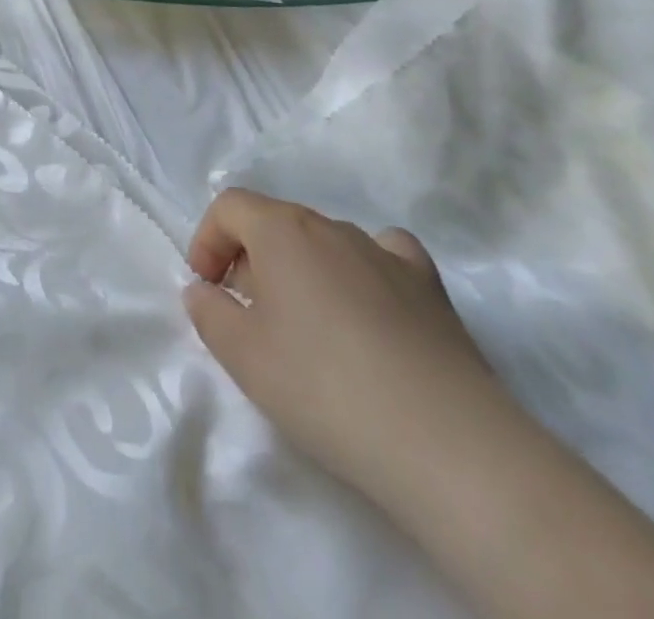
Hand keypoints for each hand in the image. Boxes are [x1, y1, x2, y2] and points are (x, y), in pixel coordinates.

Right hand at [182, 188, 509, 506]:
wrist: (449, 445)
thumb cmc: (325, 387)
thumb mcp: (242, 356)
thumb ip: (208, 312)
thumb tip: (205, 291)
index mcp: (282, 229)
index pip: (229, 206)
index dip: (207, 240)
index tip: (206, 288)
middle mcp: (333, 226)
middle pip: (276, 222)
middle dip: (250, 258)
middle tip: (247, 314)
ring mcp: (387, 254)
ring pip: (325, 242)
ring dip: (302, 269)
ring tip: (306, 326)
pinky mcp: (431, 289)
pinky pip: (384, 257)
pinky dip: (363, 271)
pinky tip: (367, 307)